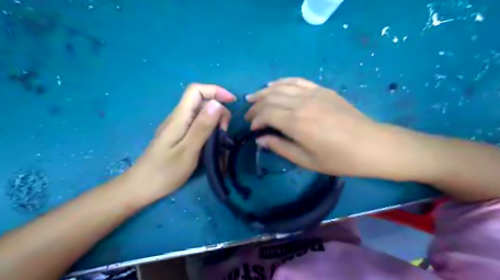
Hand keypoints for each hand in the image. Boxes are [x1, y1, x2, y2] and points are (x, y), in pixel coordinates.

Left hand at [124, 83, 235, 199]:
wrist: (141, 188)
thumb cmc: (165, 171)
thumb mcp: (188, 150)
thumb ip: (202, 126)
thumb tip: (217, 104)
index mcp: (179, 117)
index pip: (196, 90)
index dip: (216, 91)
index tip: (232, 102)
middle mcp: (178, 118)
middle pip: (202, 102)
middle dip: (219, 112)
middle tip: (224, 132)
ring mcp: (178, 127)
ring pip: (201, 115)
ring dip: (215, 123)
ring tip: (220, 141)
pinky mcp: (179, 137)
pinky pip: (197, 126)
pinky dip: (209, 131)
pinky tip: (212, 145)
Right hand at [245, 76, 385, 176]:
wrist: (371, 145)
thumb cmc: (338, 158)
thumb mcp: (306, 160)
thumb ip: (280, 147)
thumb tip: (261, 139)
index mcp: (296, 123)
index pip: (266, 114)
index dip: (255, 120)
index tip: (253, 129)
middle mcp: (301, 103)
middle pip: (270, 98)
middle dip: (256, 107)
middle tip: (249, 115)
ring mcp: (313, 93)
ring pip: (280, 86)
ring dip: (264, 92)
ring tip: (253, 98)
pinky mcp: (322, 90)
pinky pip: (297, 81)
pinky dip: (282, 82)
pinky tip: (273, 85)